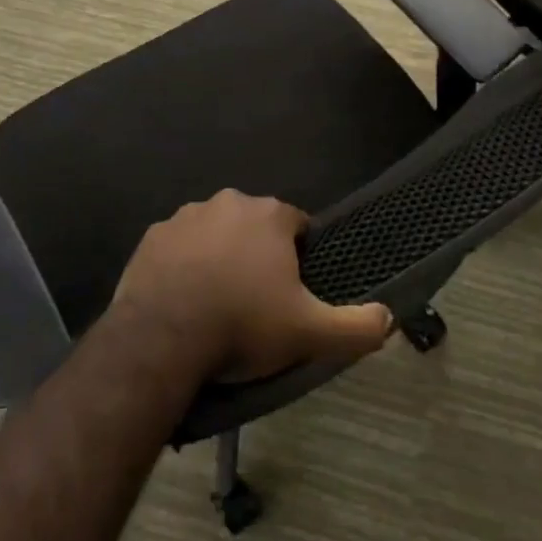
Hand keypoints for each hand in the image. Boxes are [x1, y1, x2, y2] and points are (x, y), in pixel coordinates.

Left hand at [112, 190, 393, 381]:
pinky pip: (179, 247)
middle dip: (258, 254)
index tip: (293, 291)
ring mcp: (185, 216)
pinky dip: (185, 265)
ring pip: (215, 233)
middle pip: (254, 226)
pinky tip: (184, 299)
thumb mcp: (310, 333)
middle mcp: (227, 202)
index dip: (299, 257)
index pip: (297, 226)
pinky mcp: (152, 236)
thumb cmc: (243, 324)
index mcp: (269, 215)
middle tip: (257, 300)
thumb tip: (389, 318)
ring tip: (218, 302)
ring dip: (220, 256)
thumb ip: (357, 326)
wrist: (162, 337)